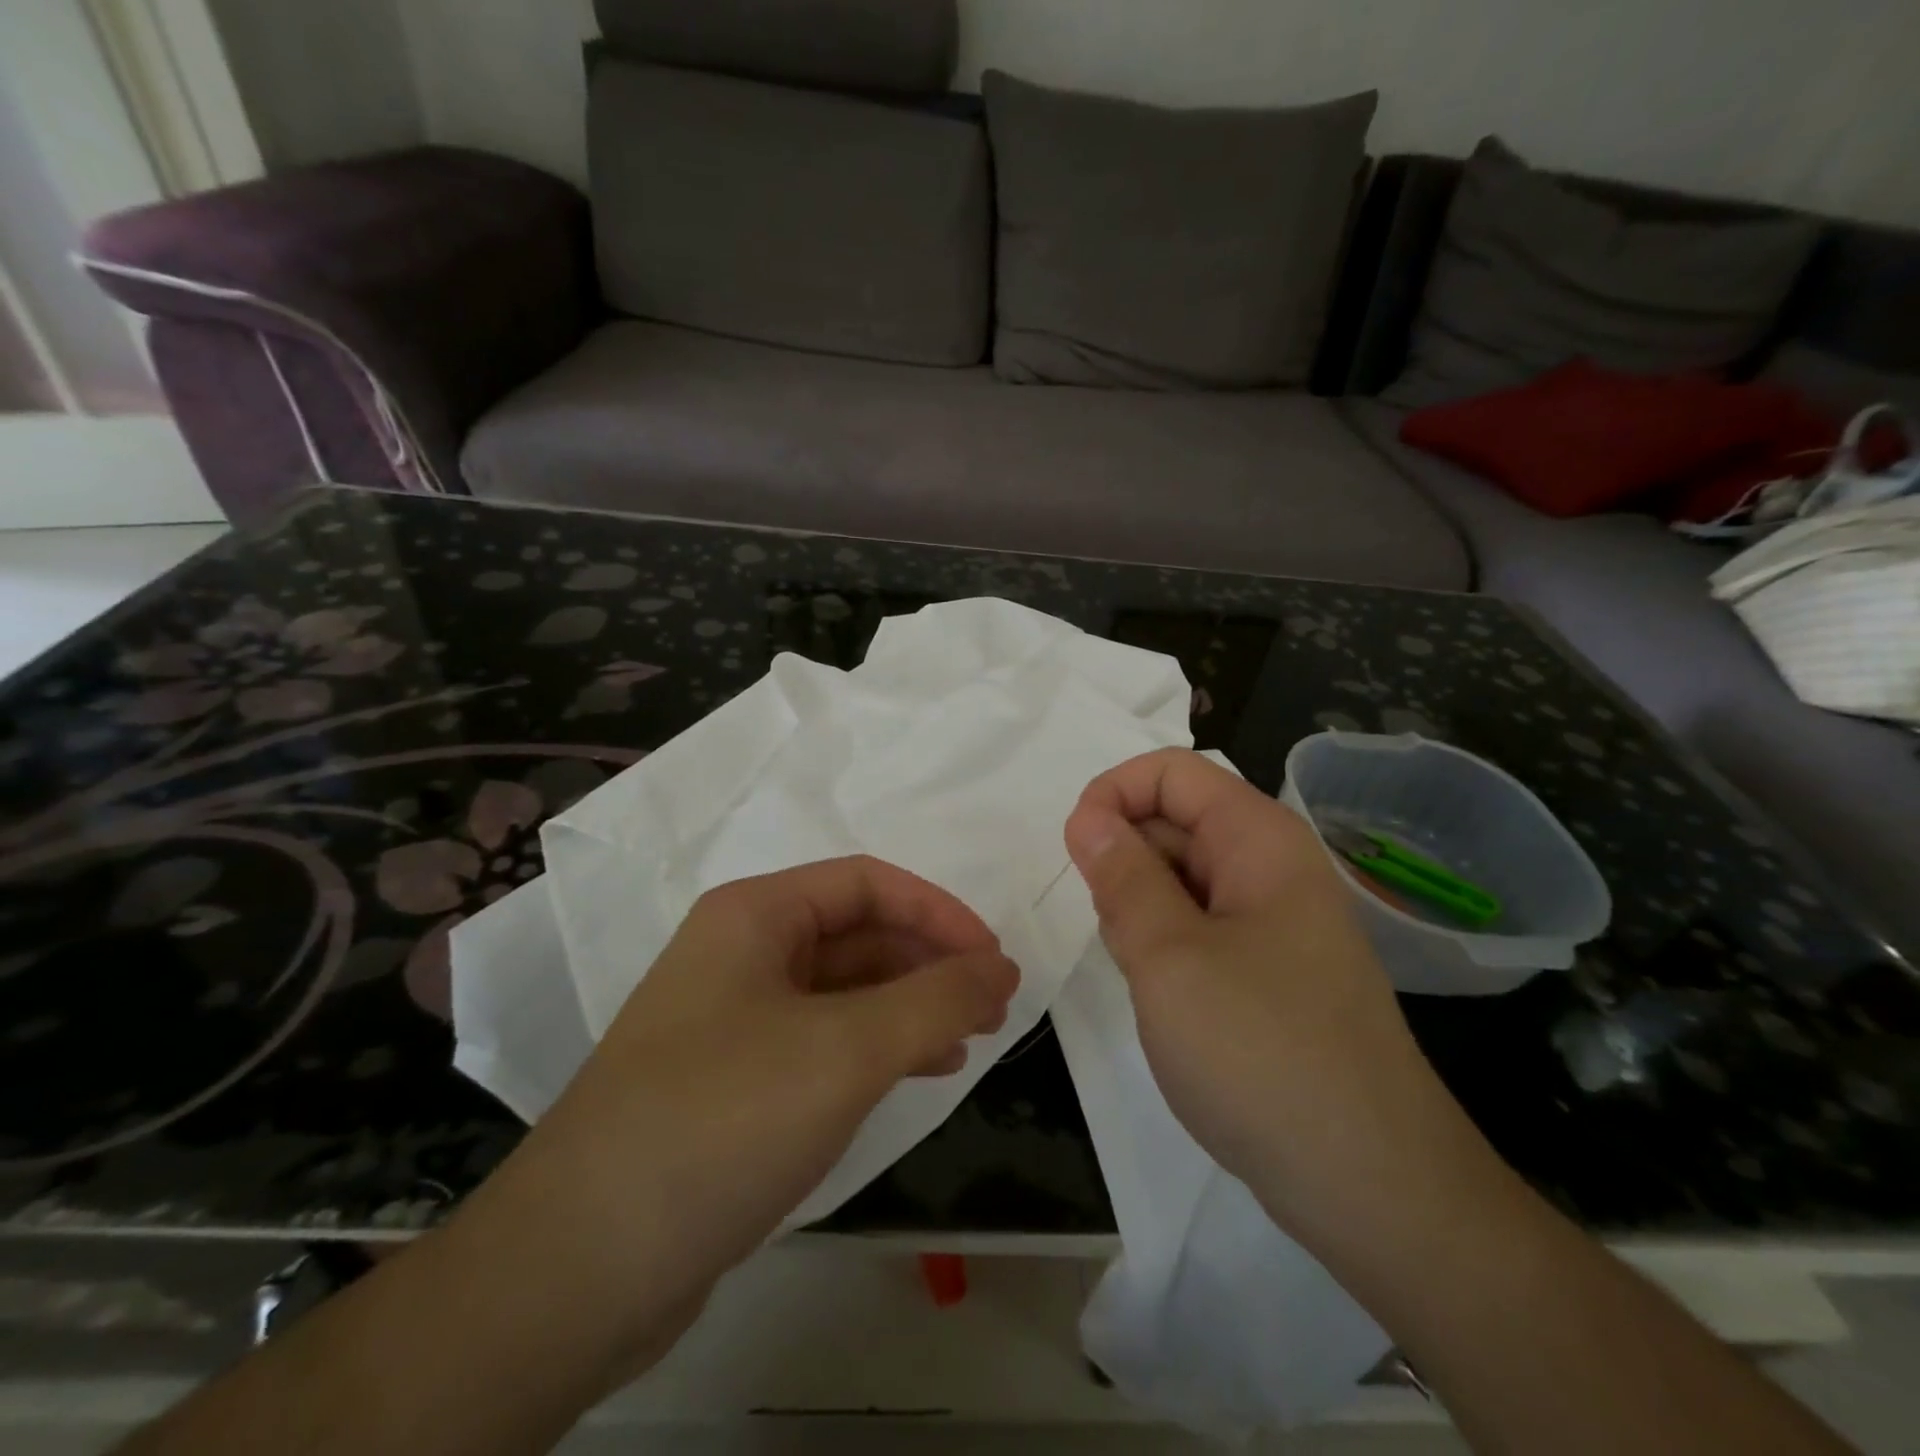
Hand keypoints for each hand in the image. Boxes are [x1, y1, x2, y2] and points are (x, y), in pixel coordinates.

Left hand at [478, 857, 1018, 1354]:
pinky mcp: (734, 1080)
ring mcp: (734, 1017)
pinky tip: (918, 1073)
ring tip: (968, 1041)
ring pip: (843, 989)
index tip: (994, 961)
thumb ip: (937, 999)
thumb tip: (1002, 968)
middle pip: (857, 933)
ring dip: (909, 1006)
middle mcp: (741, 952)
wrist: (579, 1267)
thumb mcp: (846, 1049)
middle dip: (929, 962)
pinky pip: (822, 1039)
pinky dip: (877, 1046)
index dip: (939, 912)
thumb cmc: (722, 1119)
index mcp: (754, 914)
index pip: (868, 883)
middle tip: (993, 1007)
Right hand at [1064, 749, 1466, 1236]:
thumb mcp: (1169, 955)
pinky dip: (1164, 944)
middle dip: (1125, 861)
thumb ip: (1122, 876)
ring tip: (1144, 972)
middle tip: (1116, 932)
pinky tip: (1164, 996)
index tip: (1077, 851)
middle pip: (1175, 821)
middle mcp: (1271, 866)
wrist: (1367, 1183)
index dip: (1113, 794)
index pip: (1171, 772)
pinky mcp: (1268, 970)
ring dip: (1140, 909)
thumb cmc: (1260, 1051)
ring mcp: (1273, 921)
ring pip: (1180, 878)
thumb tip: (1087, 816)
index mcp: (1259, 839)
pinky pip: (1198, 926)